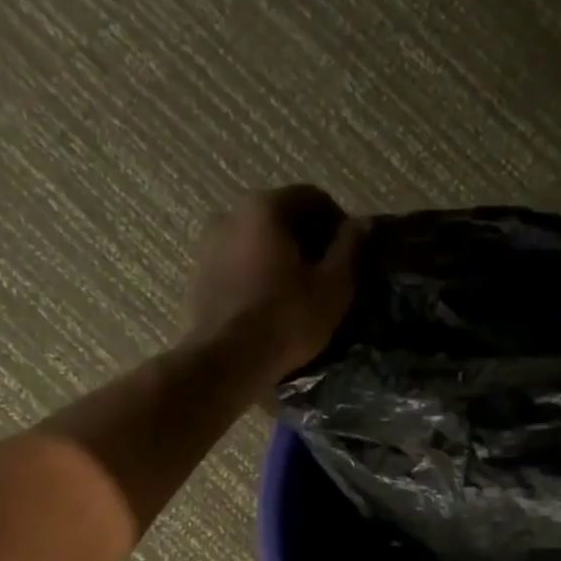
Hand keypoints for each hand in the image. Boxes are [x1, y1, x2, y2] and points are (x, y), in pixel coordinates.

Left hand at [188, 185, 363, 380]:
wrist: (226, 361)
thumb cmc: (286, 320)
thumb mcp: (333, 286)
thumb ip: (350, 248)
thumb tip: (361, 224)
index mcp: (266, 207)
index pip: (313, 198)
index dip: (338, 224)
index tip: (350, 256)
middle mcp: (232, 214)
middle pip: (282, 217)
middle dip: (308, 240)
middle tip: (327, 274)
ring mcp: (209, 244)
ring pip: (257, 241)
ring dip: (281, 257)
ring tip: (299, 291)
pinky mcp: (199, 275)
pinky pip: (238, 263)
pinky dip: (257, 273)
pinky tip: (270, 302)